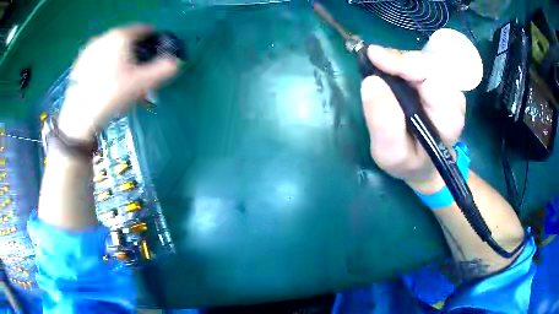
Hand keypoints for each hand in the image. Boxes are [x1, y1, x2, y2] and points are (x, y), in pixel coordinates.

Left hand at [58, 25, 178, 140]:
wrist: (80, 116)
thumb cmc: (112, 95)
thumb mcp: (142, 83)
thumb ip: (163, 70)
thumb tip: (176, 62)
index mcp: (121, 36)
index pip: (145, 29)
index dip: (154, 40)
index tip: (155, 55)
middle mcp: (105, 36)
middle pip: (127, 39)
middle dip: (136, 52)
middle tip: (138, 71)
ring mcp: (90, 48)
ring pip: (113, 47)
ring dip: (121, 57)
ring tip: (121, 78)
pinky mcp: (81, 61)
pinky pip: (100, 56)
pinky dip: (106, 63)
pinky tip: (105, 80)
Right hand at [361, 45, 465, 194]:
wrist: (425, 165)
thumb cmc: (409, 162)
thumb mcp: (391, 153)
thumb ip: (383, 122)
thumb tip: (371, 81)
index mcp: (449, 116)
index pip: (432, 75)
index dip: (403, 61)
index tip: (373, 56)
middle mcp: (455, 98)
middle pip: (429, 62)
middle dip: (399, 59)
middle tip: (372, 61)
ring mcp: (451, 89)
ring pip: (425, 60)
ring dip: (400, 61)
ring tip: (381, 69)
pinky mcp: (443, 85)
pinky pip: (423, 64)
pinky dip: (404, 64)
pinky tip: (393, 73)